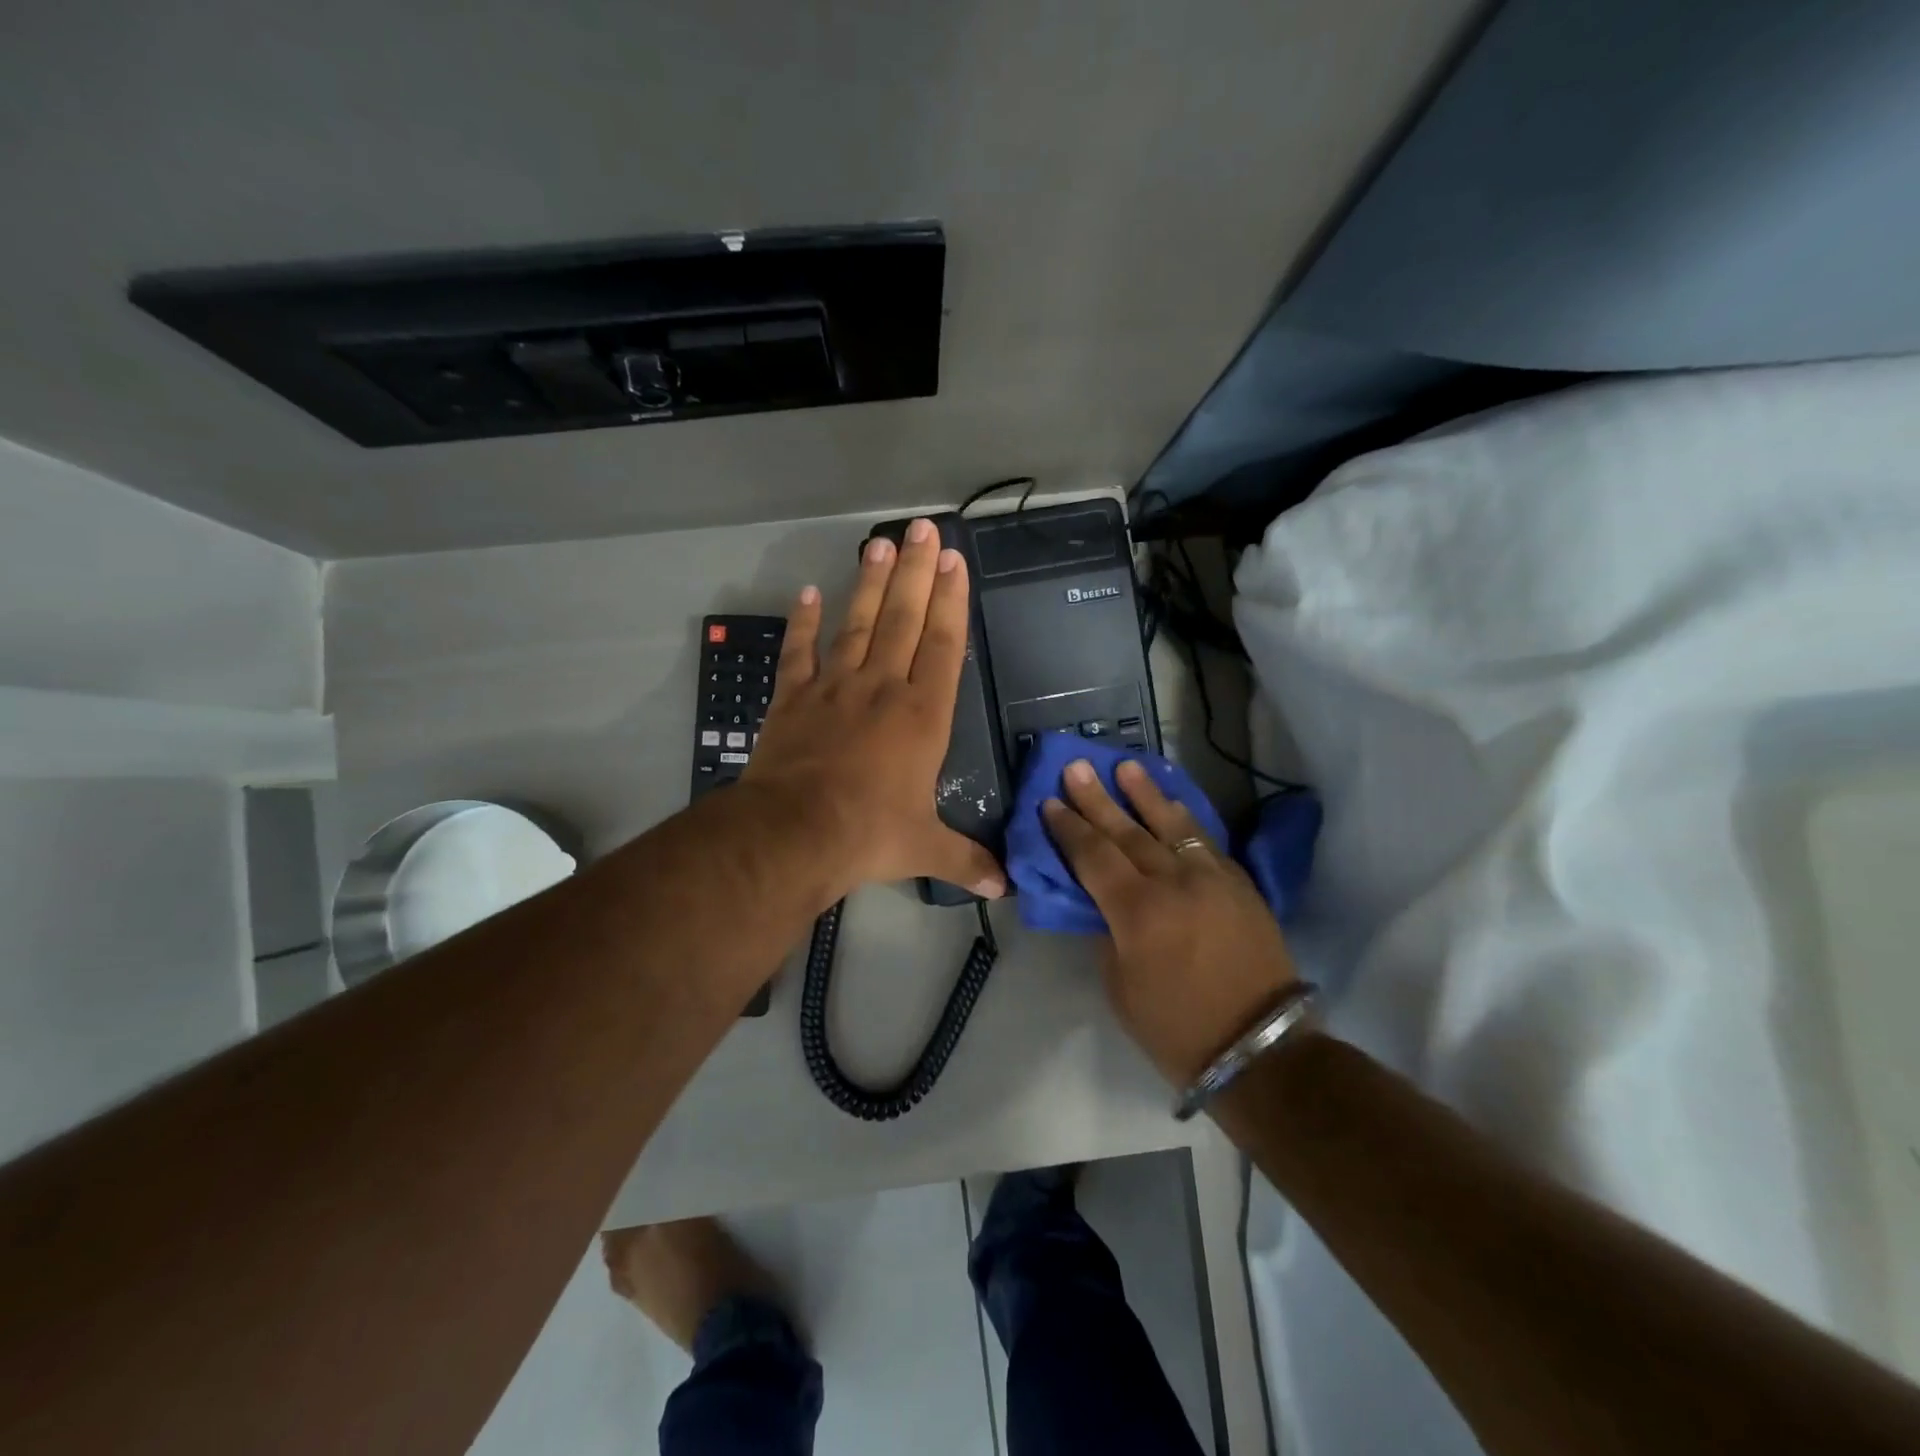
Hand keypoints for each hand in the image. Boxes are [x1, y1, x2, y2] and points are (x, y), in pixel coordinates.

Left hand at [742, 518, 1006, 903]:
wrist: (794, 833)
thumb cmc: (868, 833)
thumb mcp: (924, 849)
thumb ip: (965, 859)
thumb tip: (1004, 887)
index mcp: (922, 716)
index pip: (943, 646)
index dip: (951, 602)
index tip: (955, 561)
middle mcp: (883, 689)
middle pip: (904, 619)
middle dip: (917, 572)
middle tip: (923, 528)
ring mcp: (835, 688)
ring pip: (859, 624)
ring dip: (871, 583)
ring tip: (880, 543)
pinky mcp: (794, 698)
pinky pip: (800, 653)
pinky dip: (802, 624)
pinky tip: (807, 594)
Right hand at [1043, 759, 1296, 1084]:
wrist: (1259, 1047)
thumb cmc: (1175, 1027)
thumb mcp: (1120, 986)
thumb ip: (1106, 933)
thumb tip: (1101, 901)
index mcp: (1137, 912)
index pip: (1093, 856)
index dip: (1069, 828)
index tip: (1050, 802)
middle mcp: (1174, 883)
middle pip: (1127, 831)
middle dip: (1097, 799)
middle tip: (1076, 767)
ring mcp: (1212, 878)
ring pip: (1172, 825)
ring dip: (1146, 794)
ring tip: (1125, 767)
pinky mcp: (1240, 884)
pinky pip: (1206, 841)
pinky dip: (1185, 819)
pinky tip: (1172, 803)